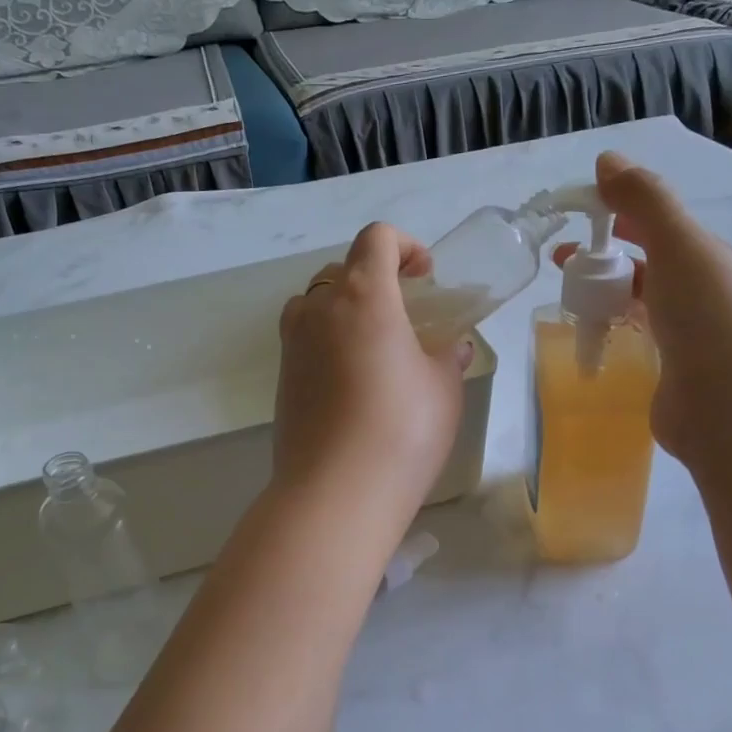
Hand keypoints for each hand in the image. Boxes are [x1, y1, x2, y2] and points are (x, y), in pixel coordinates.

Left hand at [273, 223, 471, 516]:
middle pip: (342, 269)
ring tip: (374, 345)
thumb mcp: (443, 389)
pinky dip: (327, 342)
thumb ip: (446, 358)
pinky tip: (353, 382)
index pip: (376, 239)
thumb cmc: (403, 430)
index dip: (405, 246)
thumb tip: (449, 349)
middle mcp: (319, 310)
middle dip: (375, 279)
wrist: (336, 492)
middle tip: (404, 314)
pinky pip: (304, 340)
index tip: (425, 277)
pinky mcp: (282, 379)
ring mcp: (293, 345)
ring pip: (314, 303)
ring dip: (344, 308)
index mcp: (363, 296)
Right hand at [553, 151, 731, 465]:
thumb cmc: (711, 319)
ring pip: (642, 307)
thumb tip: (607, 160)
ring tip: (569, 303)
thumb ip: (646, 202)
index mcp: (710, 260)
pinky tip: (591, 343)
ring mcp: (691, 340)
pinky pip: (639, 345)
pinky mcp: (674, 377)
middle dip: (605, 259)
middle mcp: (704, 296)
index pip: (658, 227)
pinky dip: (615, 335)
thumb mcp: (681, 246)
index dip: (617, 215)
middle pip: (647, 267)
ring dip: (607, 297)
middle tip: (561, 265)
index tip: (574, 219)